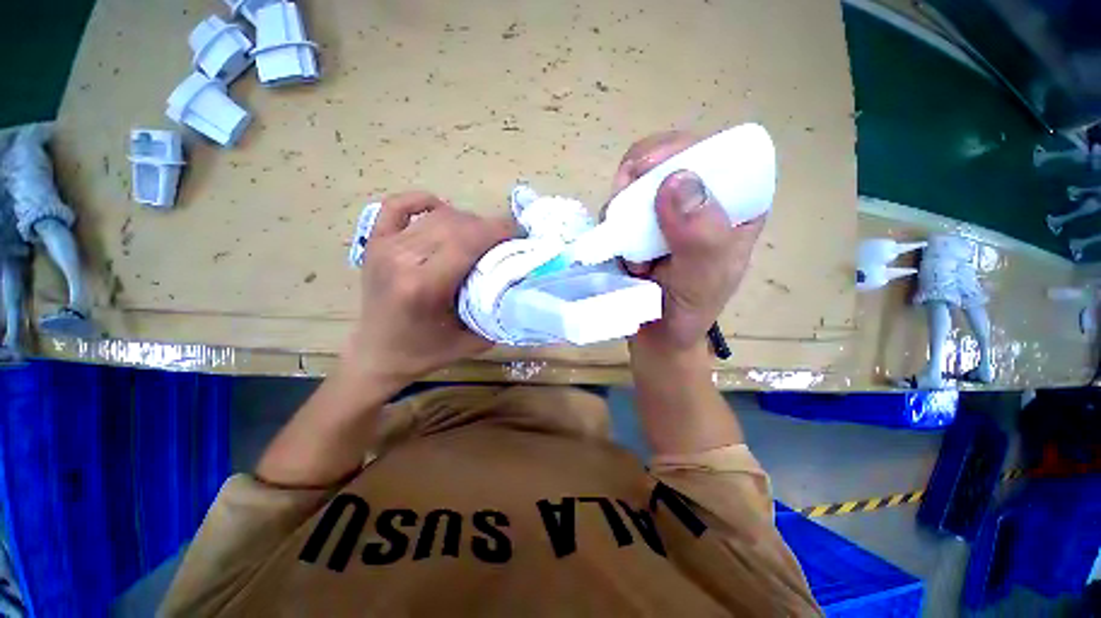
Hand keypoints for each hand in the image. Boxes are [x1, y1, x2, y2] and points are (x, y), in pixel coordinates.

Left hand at [344, 191, 513, 384]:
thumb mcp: (472, 341)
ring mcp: (385, 247)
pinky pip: (398, 206)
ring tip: (481, 235)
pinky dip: (423, 201)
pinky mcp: (376, 242)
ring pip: (436, 216)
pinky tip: (441, 209)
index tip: (520, 234)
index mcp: (424, 285)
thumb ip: (498, 313)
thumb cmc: (424, 352)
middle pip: (455, 224)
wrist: (376, 355)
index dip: (498, 230)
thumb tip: (521, 285)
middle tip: (505, 240)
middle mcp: (402, 259)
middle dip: (488, 227)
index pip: (467, 241)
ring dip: (466, 220)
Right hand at [610, 131, 765, 352]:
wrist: (655, 335)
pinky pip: (620, 205)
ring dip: (623, 206)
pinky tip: (618, 247)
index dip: (680, 150)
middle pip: (669, 159)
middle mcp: (702, 200)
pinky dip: (612, 220)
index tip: (646, 171)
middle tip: (625, 211)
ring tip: (628, 247)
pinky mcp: (640, 223)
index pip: (717, 152)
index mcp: (736, 204)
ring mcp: (667, 210)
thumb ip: (700, 236)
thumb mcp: (703, 279)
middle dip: (640, 180)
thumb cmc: (687, 312)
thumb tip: (677, 179)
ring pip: (638, 180)